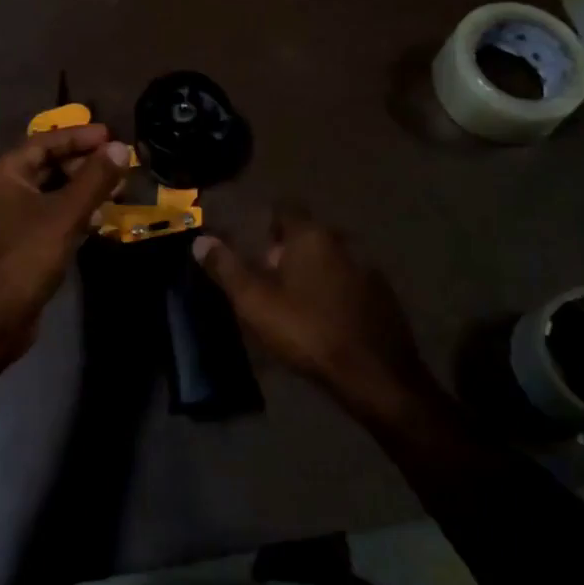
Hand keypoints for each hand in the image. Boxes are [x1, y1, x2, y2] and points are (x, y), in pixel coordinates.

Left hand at [0, 125, 129, 363]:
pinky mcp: (16, 241)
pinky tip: (98, 220)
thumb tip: (119, 148)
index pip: (45, 141)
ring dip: (82, 190)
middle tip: (120, 167)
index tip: (112, 135)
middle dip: (85, 165)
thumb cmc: (24, 259)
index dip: (80, 137)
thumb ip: (94, 179)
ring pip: (50, 191)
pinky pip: (48, 214)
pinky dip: (72, 212)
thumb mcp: (65, 215)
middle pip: (48, 164)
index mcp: (2, 173)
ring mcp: (5, 216)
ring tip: (118, 191)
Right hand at [194, 207, 437, 423]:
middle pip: (307, 235)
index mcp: (310, 235)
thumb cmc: (307, 329)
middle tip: (266, 277)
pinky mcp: (383, 297)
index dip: (265, 222)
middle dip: (287, 251)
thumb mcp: (255, 301)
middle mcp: (342, 242)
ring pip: (330, 260)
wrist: (375, 374)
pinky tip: (325, 318)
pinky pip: (349, 284)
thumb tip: (200, 240)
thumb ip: (226, 268)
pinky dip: (334, 293)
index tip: (250, 243)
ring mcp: (367, 269)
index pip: (284, 209)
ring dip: (312, 272)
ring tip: (294, 300)